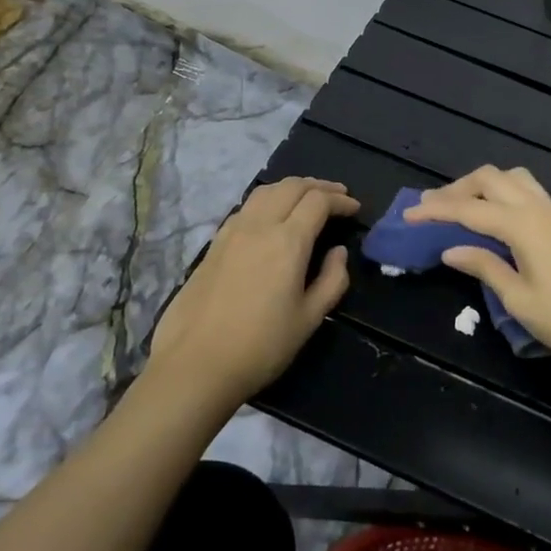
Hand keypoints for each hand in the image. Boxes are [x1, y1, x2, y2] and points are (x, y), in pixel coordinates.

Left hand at [147, 177, 358, 406]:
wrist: (195, 364)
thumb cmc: (261, 347)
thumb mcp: (309, 319)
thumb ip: (332, 280)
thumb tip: (338, 252)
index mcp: (287, 241)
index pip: (318, 202)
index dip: (340, 200)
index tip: (354, 208)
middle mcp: (259, 225)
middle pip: (291, 187)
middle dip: (319, 186)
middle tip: (338, 195)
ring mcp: (232, 232)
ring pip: (265, 191)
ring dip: (291, 188)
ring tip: (307, 198)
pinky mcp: (213, 244)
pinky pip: (246, 207)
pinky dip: (268, 200)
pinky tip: (272, 217)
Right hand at [405, 166, 550, 371]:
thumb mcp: (517, 298)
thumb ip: (483, 266)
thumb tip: (451, 249)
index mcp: (523, 225)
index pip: (469, 209)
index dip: (436, 210)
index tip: (409, 214)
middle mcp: (539, 208)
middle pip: (490, 179)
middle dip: (457, 188)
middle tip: (431, 207)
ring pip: (513, 178)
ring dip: (484, 185)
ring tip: (462, 205)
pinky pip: (529, 190)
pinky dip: (504, 193)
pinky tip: (496, 216)